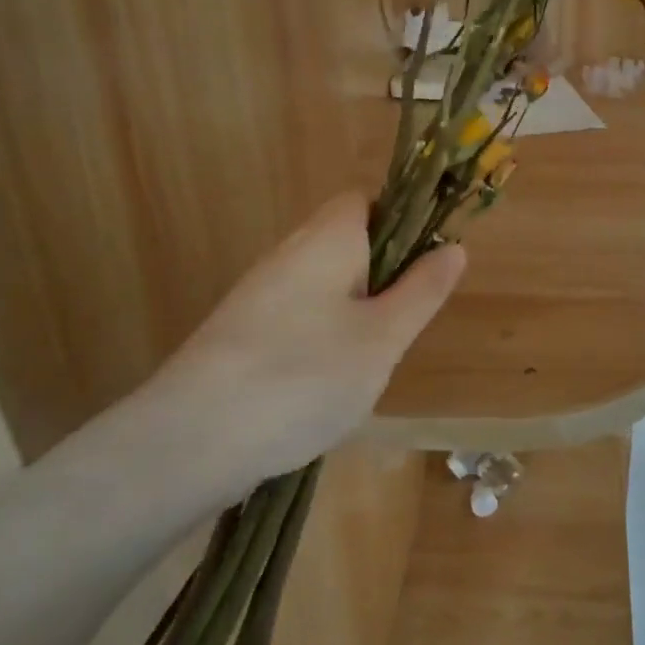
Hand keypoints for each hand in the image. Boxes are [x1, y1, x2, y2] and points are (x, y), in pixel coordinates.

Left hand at [121, 192, 465, 514]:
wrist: (190, 443)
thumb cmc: (304, 377)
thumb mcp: (383, 337)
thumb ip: (422, 290)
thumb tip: (454, 247)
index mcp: (326, 240)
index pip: (366, 201)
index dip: (403, 221)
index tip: (427, 266)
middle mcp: (287, 255)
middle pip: (347, 244)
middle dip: (384, 278)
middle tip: (402, 326)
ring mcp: (258, 297)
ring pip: (326, 286)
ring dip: (357, 314)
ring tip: (369, 363)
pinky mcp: (241, 335)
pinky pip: (300, 319)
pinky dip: (324, 340)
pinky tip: (326, 386)